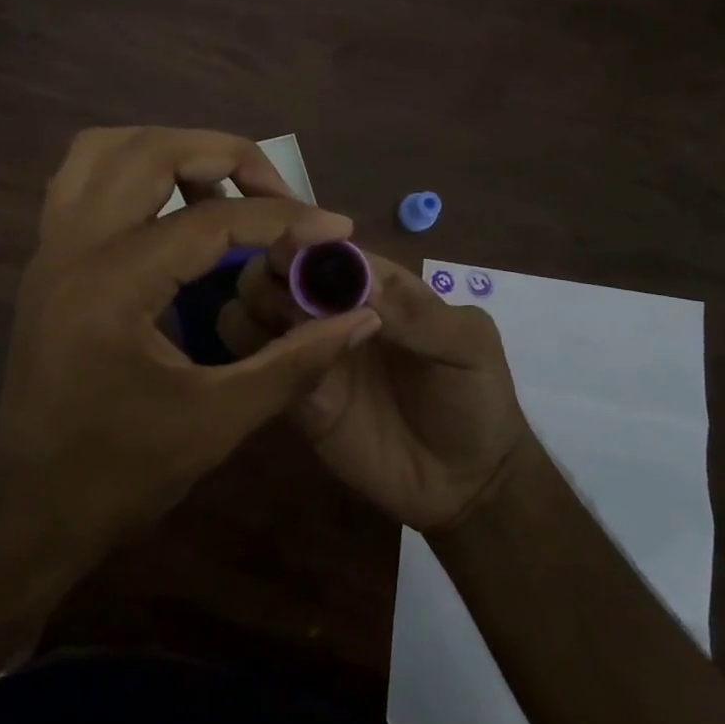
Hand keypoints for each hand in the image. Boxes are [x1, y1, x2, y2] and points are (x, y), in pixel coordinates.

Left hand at [0, 128, 382, 563]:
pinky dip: (134, 168)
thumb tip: (361, 315)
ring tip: (225, 186)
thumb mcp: (219, 421)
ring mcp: (51, 247)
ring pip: (107, 148)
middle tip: (277, 193)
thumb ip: (296, 362)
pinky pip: (84, 177)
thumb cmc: (121, 474)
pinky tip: (172, 202)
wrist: (30, 510)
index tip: (337, 226)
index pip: (212, 220)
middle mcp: (73, 247)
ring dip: (173, 149)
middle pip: (152, 152)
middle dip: (227, 156)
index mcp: (113, 285)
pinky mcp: (47, 258)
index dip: (285, 217)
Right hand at [221, 247, 530, 532]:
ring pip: (249, 310)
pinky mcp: (294, 397)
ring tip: (289, 341)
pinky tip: (278, 371)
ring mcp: (308, 352)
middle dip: (269, 274)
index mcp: (371, 284)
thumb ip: (417, 313)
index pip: (321, 246)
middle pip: (272, 270)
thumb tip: (358, 281)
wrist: (467, 482)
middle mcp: (329, 310)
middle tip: (295, 309)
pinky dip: (251, 358)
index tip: (294, 254)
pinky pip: (253, 366)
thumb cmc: (475, 398)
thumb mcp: (467, 345)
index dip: (301, 241)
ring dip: (254, 312)